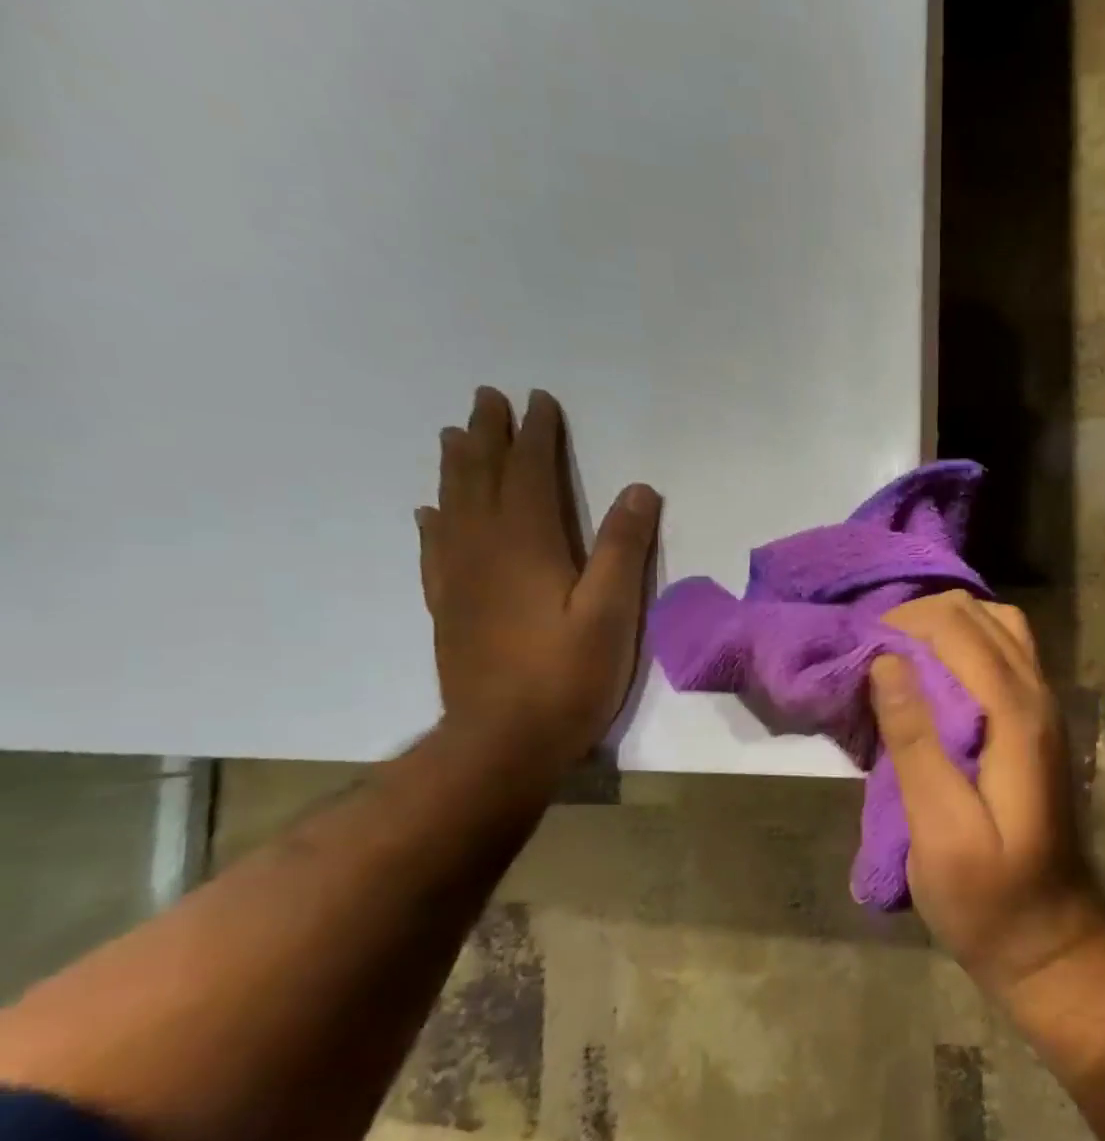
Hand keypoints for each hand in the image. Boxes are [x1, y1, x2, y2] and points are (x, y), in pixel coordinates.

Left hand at [417, 388, 659, 764]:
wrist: (503, 741)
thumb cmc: (568, 676)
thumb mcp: (612, 612)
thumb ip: (622, 548)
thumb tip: (638, 489)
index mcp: (527, 546)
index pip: (529, 475)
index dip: (536, 436)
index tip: (539, 401)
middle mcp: (484, 551)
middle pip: (480, 480)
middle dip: (486, 437)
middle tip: (486, 399)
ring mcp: (460, 580)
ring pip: (452, 507)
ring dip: (456, 467)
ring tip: (453, 435)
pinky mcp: (449, 609)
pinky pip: (435, 550)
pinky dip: (434, 521)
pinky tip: (430, 512)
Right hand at [873, 593, 1104, 996]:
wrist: (1049, 936)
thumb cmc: (988, 896)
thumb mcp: (940, 830)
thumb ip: (915, 741)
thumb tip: (886, 662)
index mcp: (1015, 714)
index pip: (957, 627)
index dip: (901, 625)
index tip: (856, 654)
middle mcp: (1037, 694)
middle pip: (978, 614)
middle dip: (918, 620)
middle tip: (869, 657)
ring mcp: (1043, 706)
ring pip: (996, 627)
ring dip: (942, 629)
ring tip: (895, 661)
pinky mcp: (1035, 722)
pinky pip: (1002, 654)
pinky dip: (962, 646)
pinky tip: (929, 680)